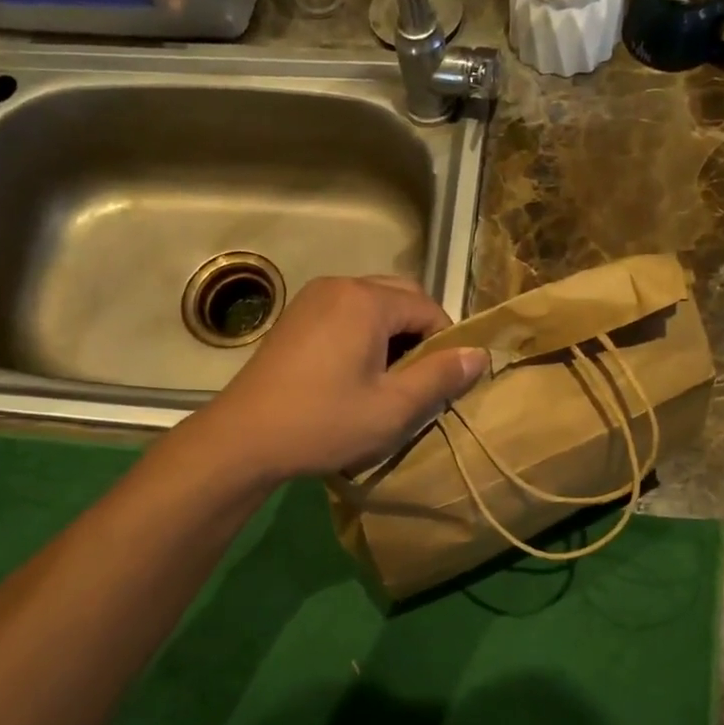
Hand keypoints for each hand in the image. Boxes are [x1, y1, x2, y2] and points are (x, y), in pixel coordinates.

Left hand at [192, 275, 486, 481]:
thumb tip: (480, 354)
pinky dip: (362, 333)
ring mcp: (311, 298)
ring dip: (391, 333)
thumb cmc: (324, 422)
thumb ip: (440, 376)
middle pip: (400, 296)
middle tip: (417, 379)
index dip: (445, 343)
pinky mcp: (294, 317)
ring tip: (387, 378)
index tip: (441, 382)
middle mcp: (340, 286)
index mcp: (367, 301)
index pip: (428, 307)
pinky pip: (344, 312)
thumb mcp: (393, 407)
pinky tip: (353, 372)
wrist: (243, 438)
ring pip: (372, 303)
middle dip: (419, 332)